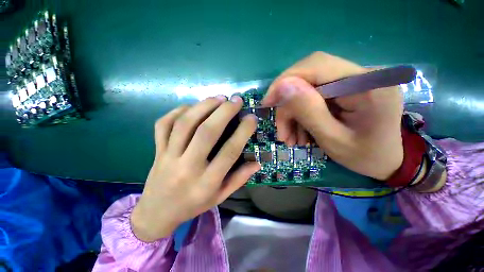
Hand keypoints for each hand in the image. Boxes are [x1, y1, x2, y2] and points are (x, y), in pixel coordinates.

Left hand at [131, 96, 259, 241]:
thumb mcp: (220, 197)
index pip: (229, 152)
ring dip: (203, 106)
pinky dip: (178, 111)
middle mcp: (187, 168)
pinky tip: (192, 107)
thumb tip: (257, 162)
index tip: (251, 118)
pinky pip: (164, 124)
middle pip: (206, 132)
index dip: (243, 132)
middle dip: (223, 112)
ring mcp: (168, 157)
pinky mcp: (156, 150)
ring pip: (184, 124)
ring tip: (218, 98)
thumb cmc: (192, 205)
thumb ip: (239, 179)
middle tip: (235, 100)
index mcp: (206, 183)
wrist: (156, 213)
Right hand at [262, 52, 403, 179]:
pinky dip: (301, 116)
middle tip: (282, 133)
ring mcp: (353, 81)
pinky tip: (301, 134)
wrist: (387, 161)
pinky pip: (313, 98)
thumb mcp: (333, 139)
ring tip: (291, 139)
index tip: (267, 103)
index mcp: (367, 84)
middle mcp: (361, 75)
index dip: (285, 81)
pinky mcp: (345, 90)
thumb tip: (282, 86)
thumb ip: (309, 111)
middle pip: (308, 78)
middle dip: (288, 107)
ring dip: (293, 115)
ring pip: (307, 90)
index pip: (316, 65)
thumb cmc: (365, 156)